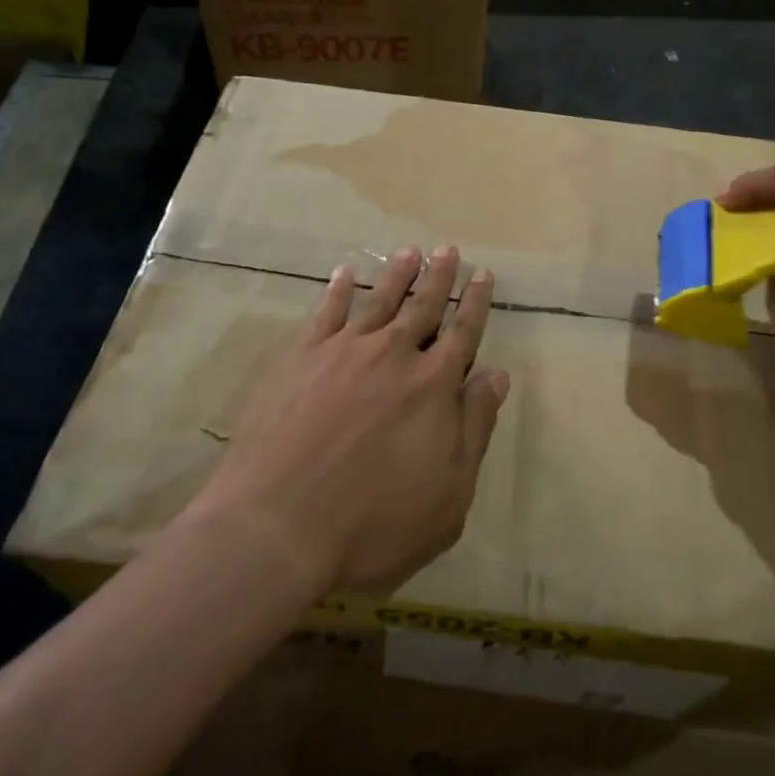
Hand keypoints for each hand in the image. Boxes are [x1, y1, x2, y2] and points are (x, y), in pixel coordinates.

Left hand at [195, 246, 507, 594]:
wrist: (277, 526)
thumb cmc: (374, 524)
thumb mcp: (449, 493)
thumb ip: (475, 427)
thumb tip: (497, 375)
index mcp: (433, 385)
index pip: (463, 332)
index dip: (476, 302)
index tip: (483, 274)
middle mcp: (393, 355)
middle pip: (423, 306)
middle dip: (440, 277)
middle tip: (449, 249)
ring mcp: (344, 350)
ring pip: (379, 299)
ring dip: (397, 273)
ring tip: (410, 251)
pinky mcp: (301, 357)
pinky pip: (326, 311)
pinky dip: (339, 289)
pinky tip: (344, 272)